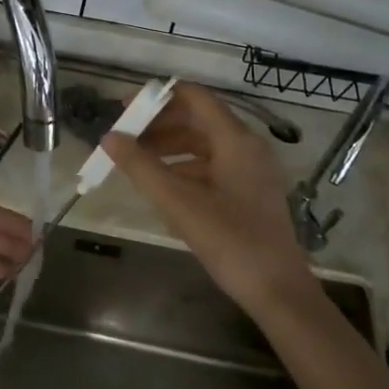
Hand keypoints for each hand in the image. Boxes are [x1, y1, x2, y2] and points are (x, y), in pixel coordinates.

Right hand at [101, 83, 316, 317]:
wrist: (278, 292)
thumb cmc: (230, 241)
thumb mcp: (178, 203)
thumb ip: (141, 167)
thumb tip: (110, 137)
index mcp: (235, 139)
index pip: (193, 97)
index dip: (157, 98)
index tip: (125, 109)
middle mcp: (247, 146)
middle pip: (197, 119)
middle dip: (159, 125)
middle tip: (125, 139)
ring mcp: (252, 169)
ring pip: (204, 144)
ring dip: (169, 148)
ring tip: (137, 164)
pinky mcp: (251, 191)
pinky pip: (213, 165)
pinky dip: (185, 168)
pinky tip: (164, 188)